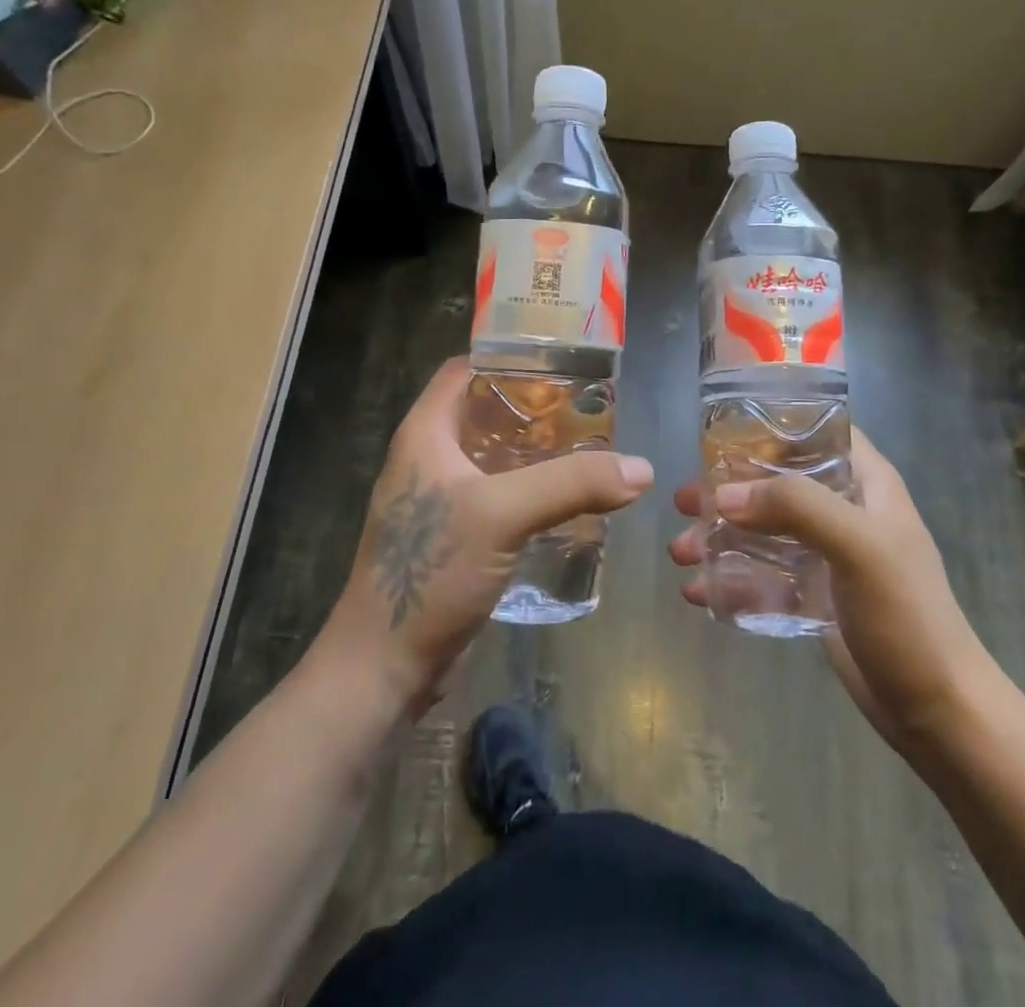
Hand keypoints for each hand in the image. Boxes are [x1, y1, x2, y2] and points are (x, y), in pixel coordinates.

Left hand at [323, 358, 653, 717]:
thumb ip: (572, 485)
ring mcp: (439, 501)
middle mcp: (428, 458)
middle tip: (588, 410)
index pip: (464, 370)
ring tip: (589, 450)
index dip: (508, 357)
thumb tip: (641, 469)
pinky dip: (530, 491)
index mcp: (425, 433)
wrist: (384, 667)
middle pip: (485, 412)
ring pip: (494, 457)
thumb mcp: (502, 515)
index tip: (560, 362)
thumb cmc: (430, 573)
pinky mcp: (452, 538)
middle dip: (534, 408)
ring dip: (536, 453)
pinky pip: (497, 497)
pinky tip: (568, 502)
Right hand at [669, 430, 992, 751]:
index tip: (719, 436)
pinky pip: (763, 572)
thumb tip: (724, 496)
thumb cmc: (906, 614)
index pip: (817, 431)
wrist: (936, 709)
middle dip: (728, 489)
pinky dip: (730, 576)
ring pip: (763, 527)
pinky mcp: (814, 593)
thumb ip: (796, 507)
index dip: (772, 426)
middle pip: (777, 481)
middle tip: (684, 501)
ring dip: (720, 535)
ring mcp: (828, 553)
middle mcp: (845, 509)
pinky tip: (698, 591)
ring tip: (679, 553)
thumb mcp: (858, 546)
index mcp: (866, 483)